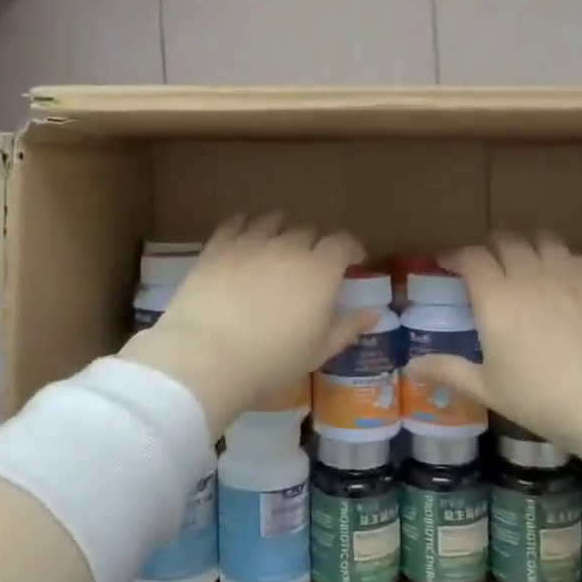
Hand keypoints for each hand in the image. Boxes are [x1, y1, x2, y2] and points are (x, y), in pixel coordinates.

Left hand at [119, 215, 370, 436]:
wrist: (208, 357)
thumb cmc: (272, 361)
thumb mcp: (318, 351)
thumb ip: (348, 327)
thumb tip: (374, 312)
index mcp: (320, 270)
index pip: (342, 242)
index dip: (350, 248)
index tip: (352, 260)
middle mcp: (289, 247)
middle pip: (308, 230)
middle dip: (315, 243)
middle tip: (310, 263)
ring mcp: (251, 242)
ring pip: (272, 220)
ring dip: (281, 229)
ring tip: (277, 243)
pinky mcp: (218, 246)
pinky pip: (236, 223)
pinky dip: (245, 225)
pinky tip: (243, 236)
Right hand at [406, 234, 581, 454]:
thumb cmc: (542, 399)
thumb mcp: (488, 389)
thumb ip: (448, 371)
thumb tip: (410, 367)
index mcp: (496, 298)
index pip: (471, 257)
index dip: (456, 255)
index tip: (448, 263)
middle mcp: (528, 276)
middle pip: (505, 241)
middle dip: (489, 248)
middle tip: (484, 266)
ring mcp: (566, 277)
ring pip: (541, 240)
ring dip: (525, 246)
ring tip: (522, 263)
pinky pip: (571, 255)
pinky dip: (557, 257)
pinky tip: (558, 277)